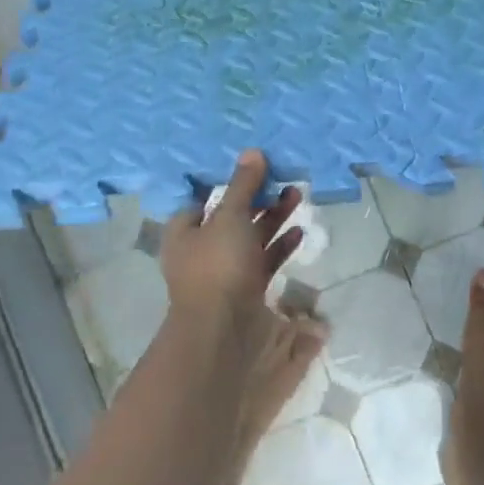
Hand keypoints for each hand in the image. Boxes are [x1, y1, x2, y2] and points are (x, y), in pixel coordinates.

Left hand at [160, 150, 303, 345]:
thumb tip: (252, 151)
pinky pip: (264, 263)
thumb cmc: (218, 265)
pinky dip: (279, 247)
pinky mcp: (246, 293)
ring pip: (250, 240)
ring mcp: (224, 275)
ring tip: (298, 197)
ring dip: (273, 219)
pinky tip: (298, 234)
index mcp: (184, 233)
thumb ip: (243, 185)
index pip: (202, 202)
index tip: (251, 172)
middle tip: (283, 181)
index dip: (225, 186)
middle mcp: (201, 253)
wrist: (223, 332)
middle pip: (231, 219)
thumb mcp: (229, 216)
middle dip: (257, 199)